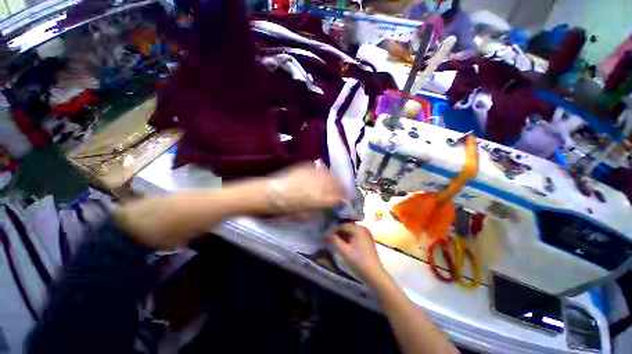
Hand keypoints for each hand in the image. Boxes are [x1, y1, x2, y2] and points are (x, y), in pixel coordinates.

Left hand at [266, 163, 343, 213]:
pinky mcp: (305, 167)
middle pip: (336, 184)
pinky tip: (325, 175)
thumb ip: (319, 210)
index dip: (343, 200)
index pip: (337, 198)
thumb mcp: (304, 215)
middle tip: (343, 192)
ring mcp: (311, 174)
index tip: (346, 201)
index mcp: (317, 199)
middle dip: (342, 188)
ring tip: (336, 183)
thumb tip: (330, 207)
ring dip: (335, 179)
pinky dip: (325, 172)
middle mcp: (317, 184)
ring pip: (330, 174)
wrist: (269, 194)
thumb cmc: (285, 209)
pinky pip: (319, 168)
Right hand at [328, 223, 387, 284]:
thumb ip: (334, 240)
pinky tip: (344, 244)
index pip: (342, 225)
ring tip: (335, 241)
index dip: (333, 230)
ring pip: (351, 231)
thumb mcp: (344, 251)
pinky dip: (349, 238)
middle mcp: (363, 228)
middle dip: (338, 232)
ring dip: (343, 235)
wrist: (374, 274)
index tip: (326, 236)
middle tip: (329, 238)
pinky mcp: (367, 240)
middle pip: (347, 227)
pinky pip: (355, 235)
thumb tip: (326, 234)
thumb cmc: (358, 261)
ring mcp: (366, 234)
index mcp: (358, 229)